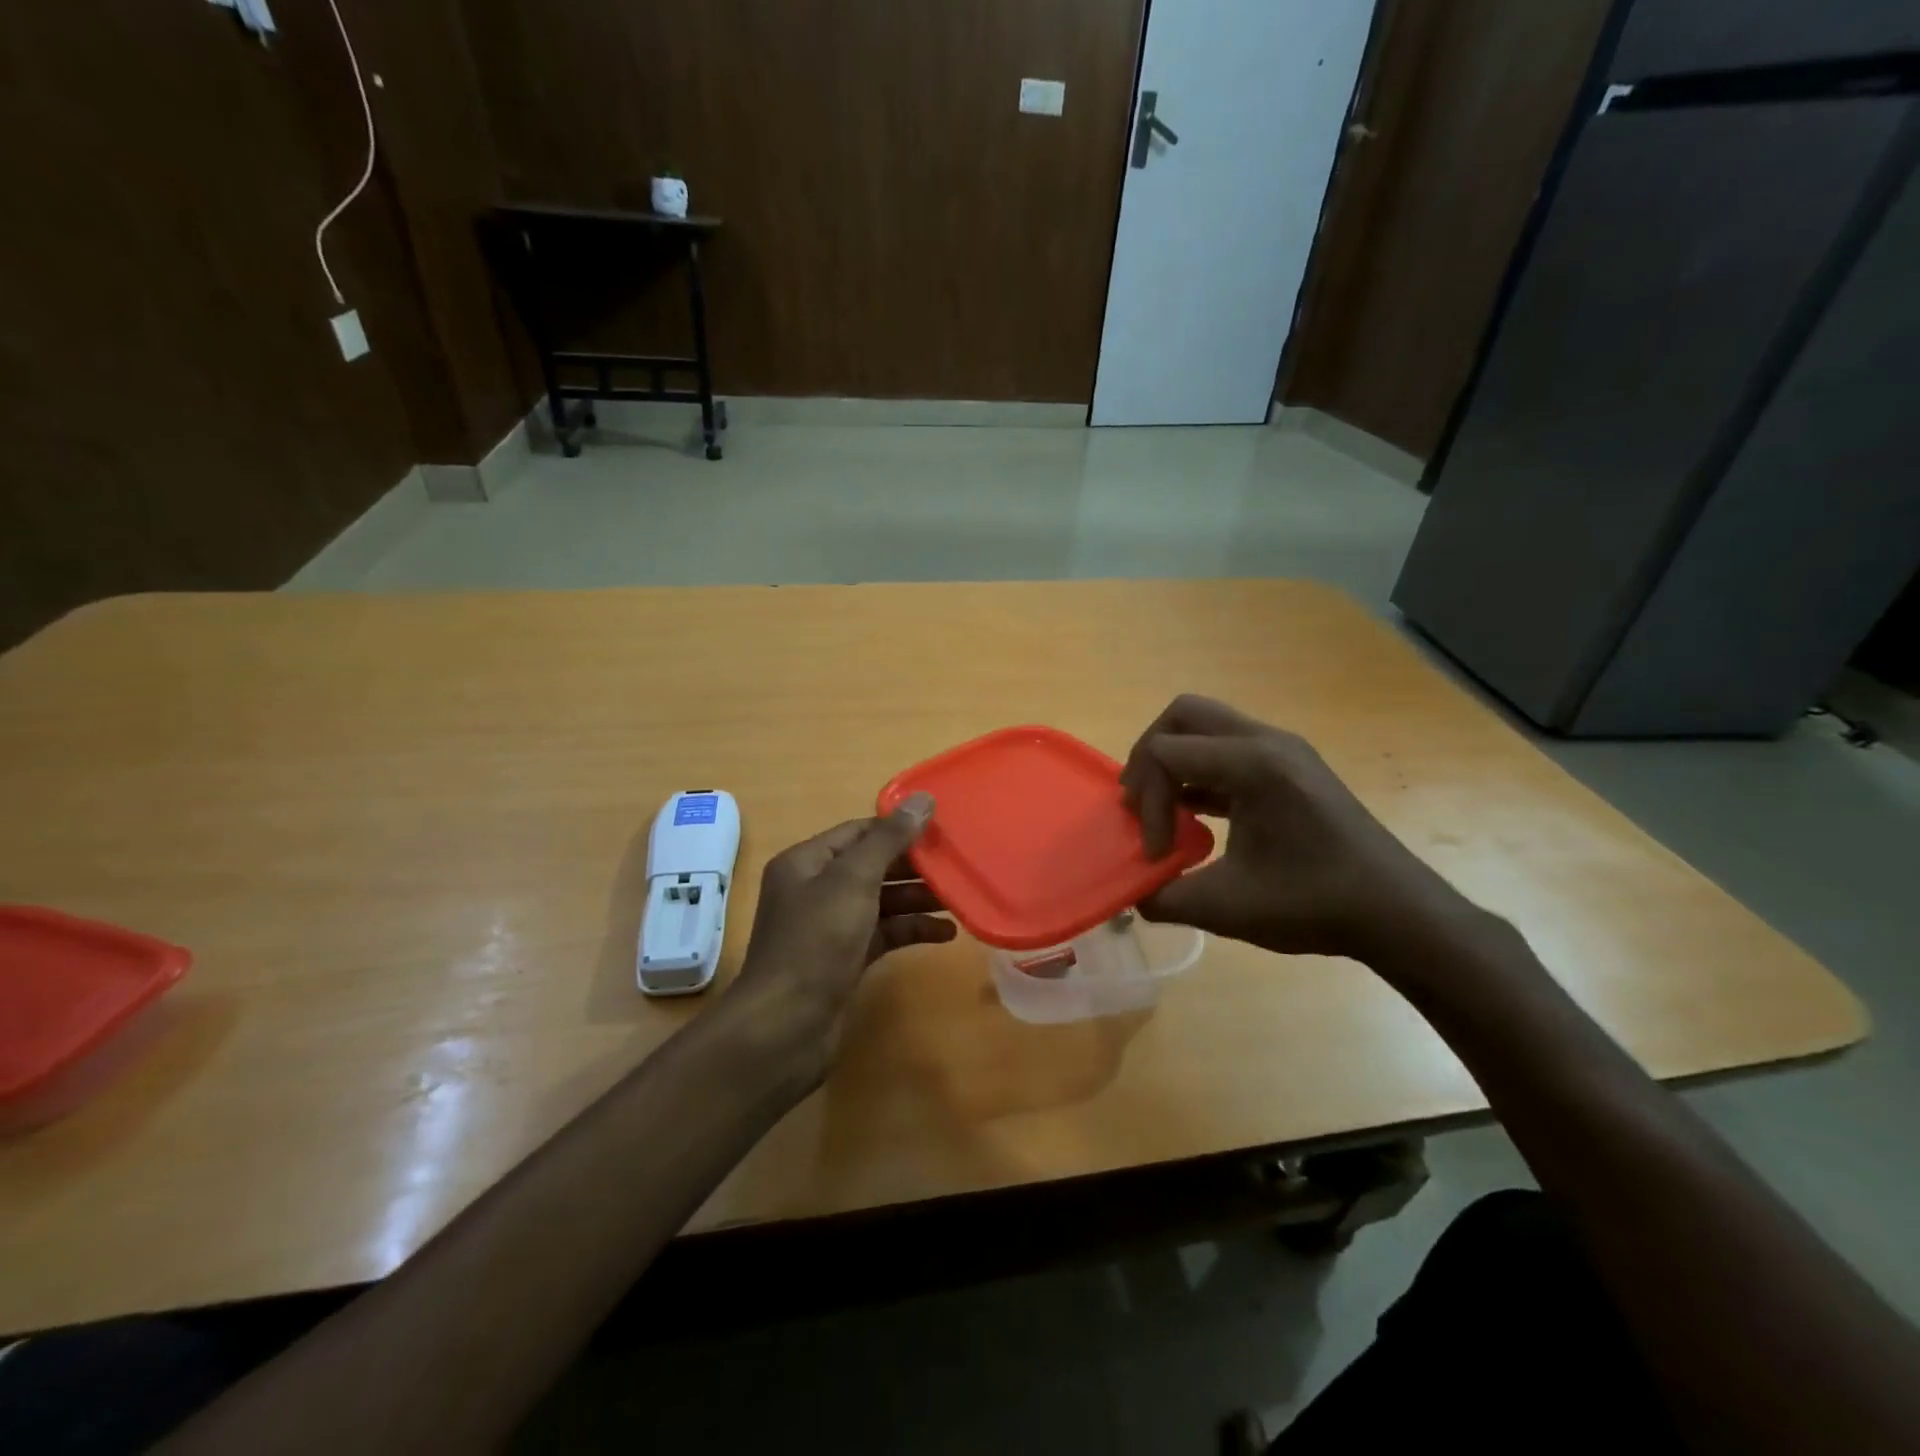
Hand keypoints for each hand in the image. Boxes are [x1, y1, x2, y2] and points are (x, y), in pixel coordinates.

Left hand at [726, 791, 952, 1083]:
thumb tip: (923, 798)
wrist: (786, 1026)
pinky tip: (946, 933)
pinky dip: (910, 930)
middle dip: (913, 866)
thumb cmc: (816, 942)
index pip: (859, 832)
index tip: (941, 828)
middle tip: (957, 863)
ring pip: (880, 901)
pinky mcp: (844, 960)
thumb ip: (889, 839)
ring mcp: (829, 927)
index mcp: (806, 862)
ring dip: (917, 899)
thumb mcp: (853, 881)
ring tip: (959, 898)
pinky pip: (883, 934)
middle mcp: (815, 890)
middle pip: (872, 866)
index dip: (898, 828)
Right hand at [1120, 695, 1471, 967]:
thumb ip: (1164, 897)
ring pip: (1206, 726)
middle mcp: (1267, 741)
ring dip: (1175, 762)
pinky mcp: (1291, 767)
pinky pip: (1228, 748)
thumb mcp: (1226, 907)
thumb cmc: (1314, 904)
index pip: (1166, 753)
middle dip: (1149, 756)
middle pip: (1183, 715)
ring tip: (1163, 811)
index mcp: (1252, 764)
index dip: (1145, 800)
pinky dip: (1200, 771)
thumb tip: (1132, 893)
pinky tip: (1195, 816)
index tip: (1157, 853)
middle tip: (1140, 804)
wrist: (1397, 912)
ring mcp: (1283, 750)